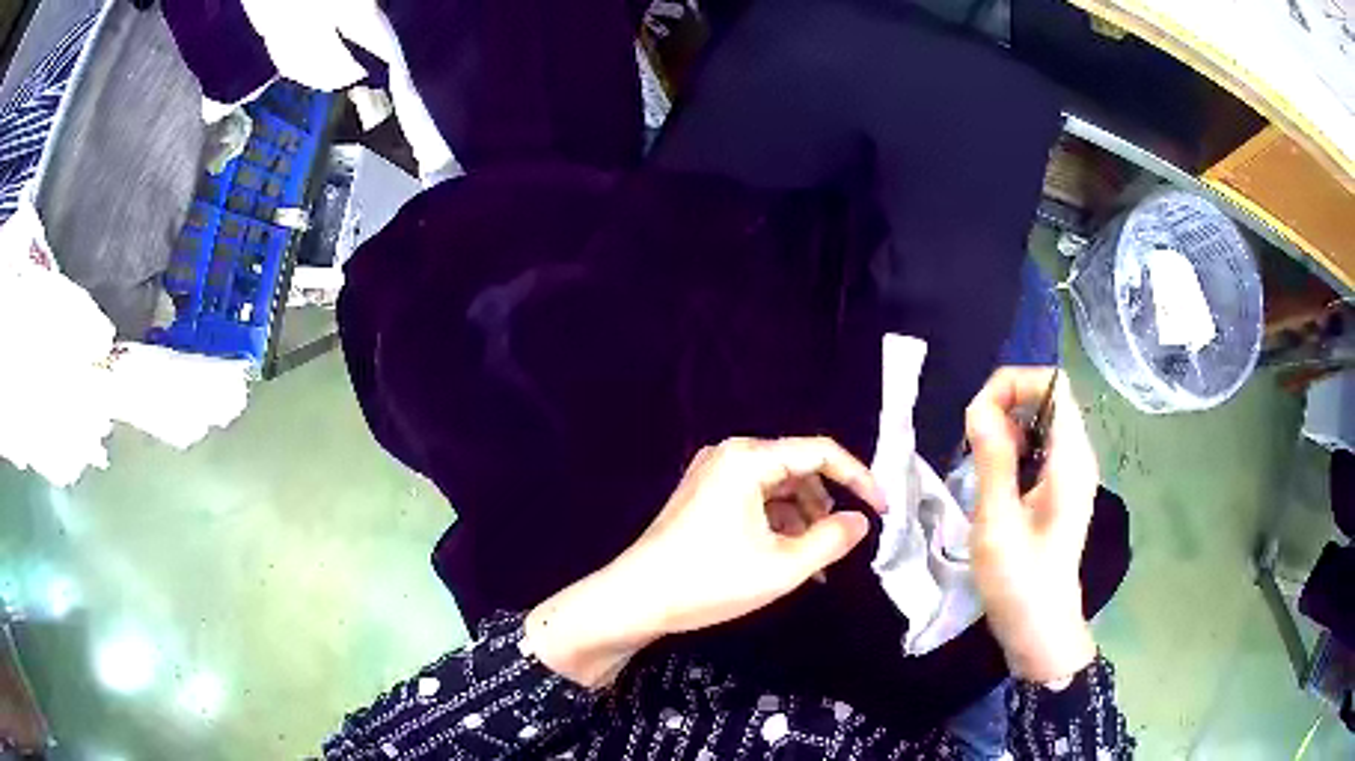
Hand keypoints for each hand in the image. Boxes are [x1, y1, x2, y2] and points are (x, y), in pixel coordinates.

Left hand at [525, 437, 885, 687]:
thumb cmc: (710, 580)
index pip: (821, 451)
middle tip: (846, 544)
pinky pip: (756, 502)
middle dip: (827, 506)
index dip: (859, 478)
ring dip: (803, 522)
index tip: (883, 510)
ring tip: (817, 565)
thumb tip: (861, 520)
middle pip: (799, 469)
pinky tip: (788, 561)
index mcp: (749, 458)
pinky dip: (778, 527)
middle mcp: (731, 455)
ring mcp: (713, 475)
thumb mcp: (783, 566)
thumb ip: (832, 539)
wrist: (635, 600)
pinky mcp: (704, 497)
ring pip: (779, 489)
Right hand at [966, 368, 1099, 686]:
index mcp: (1070, 460)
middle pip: (1046, 399)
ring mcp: (1070, 474)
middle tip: (971, 443)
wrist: (1040, 630)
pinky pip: (1037, 449)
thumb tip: (979, 406)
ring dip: (1005, 430)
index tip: (977, 415)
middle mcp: (1077, 457)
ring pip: (1039, 424)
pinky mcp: (1060, 490)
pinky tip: (993, 483)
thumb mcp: (997, 523)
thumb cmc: (1020, 582)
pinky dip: (1011, 451)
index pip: (1053, 383)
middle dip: (1005, 405)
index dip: (1013, 384)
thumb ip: (992, 460)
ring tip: (978, 466)